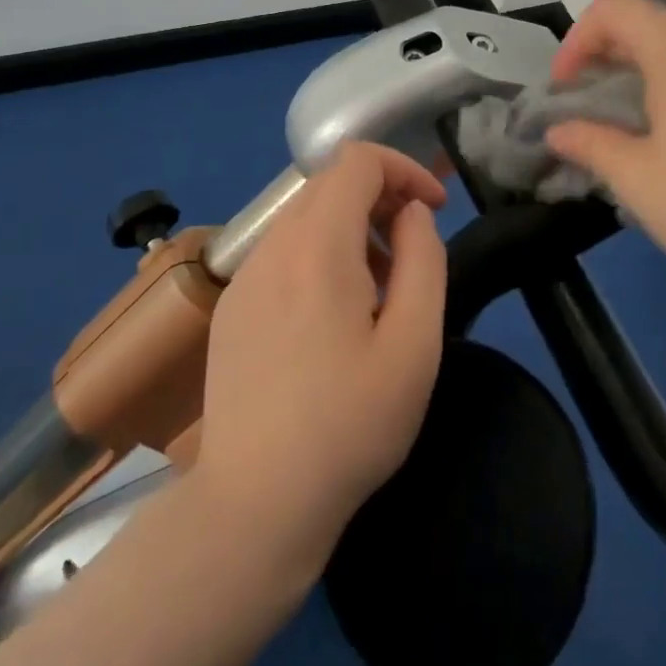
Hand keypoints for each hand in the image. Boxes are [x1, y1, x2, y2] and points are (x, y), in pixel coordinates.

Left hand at [192, 142, 447, 573]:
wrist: (255, 505)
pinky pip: (282, 252)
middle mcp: (271, 247)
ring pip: (305, 217)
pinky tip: (335, 317)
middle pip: (330, 183)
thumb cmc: (350, 426)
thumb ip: (423, 260)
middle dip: (382, 197)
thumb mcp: (415, 344)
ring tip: (381, 291)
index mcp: (317, 247)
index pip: (357, 160)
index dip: (404, 169)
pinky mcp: (231, 307)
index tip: (434, 209)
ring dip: (352, 229)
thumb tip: (411, 214)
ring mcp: (244, 277)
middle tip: (413, 250)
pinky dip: (320, 255)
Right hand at [545, 0, 665, 304]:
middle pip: (655, 22)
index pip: (614, 8)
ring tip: (647, 122)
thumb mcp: (638, 180)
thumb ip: (590, 143)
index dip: (578, 39)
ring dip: (657, 68)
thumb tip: (557, 131)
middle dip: (614, 55)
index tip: (568, 87)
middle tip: (598, 105)